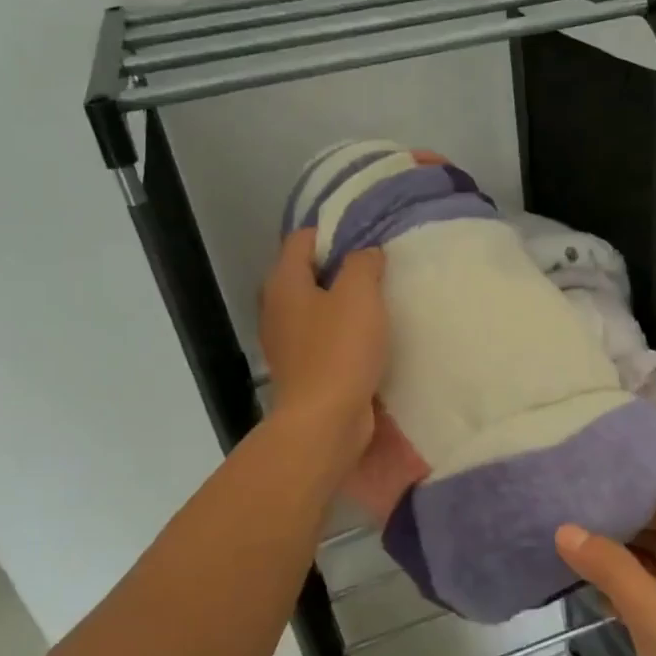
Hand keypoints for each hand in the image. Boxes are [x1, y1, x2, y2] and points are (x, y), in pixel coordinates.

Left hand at [260, 229, 386, 460]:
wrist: (325, 422)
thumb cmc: (340, 351)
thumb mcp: (359, 294)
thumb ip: (363, 263)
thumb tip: (366, 254)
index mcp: (283, 282)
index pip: (303, 239)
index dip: (334, 233)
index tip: (369, 241)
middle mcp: (276, 308)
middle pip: (308, 273)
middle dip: (341, 269)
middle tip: (378, 272)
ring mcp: (285, 341)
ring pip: (316, 308)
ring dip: (344, 304)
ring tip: (379, 304)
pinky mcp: (301, 369)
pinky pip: (323, 338)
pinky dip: (343, 334)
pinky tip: (370, 340)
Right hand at [556, 500, 655, 655]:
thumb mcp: (653, 613)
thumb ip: (610, 568)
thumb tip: (566, 528)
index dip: (625, 493)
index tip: (580, 484)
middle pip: (654, 535)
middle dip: (612, 526)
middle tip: (560, 512)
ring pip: (650, 571)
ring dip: (613, 561)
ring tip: (563, 545)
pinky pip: (651, 604)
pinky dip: (622, 595)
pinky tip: (588, 593)